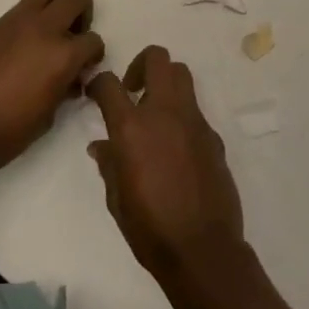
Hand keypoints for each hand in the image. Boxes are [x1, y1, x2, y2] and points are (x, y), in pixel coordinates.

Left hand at [0, 0, 103, 175]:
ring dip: (56, 1)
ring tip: (49, 29)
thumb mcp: (46, 118)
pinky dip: (28, 19)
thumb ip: (63, 88)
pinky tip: (18, 47)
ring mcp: (16, 21)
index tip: (82, 70)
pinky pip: (20, 7)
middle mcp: (44, 29)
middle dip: (82, 13)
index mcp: (63, 56)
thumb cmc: (4, 133)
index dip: (92, 56)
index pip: (94, 40)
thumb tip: (69, 79)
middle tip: (71, 36)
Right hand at [88, 45, 245, 282]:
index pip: (109, 83)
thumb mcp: (116, 198)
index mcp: (132, 128)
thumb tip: (102, 146)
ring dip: (165, 83)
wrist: (203, 250)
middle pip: (157, 59)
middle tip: (132, 90)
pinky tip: (176, 148)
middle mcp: (164, 113)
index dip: (98, 83)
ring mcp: (194, 122)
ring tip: (154, 113)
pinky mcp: (213, 137)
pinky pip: (195, 111)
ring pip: (182, 75)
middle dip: (140, 65)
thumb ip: (109, 164)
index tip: (95, 94)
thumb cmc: (149, 228)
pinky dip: (182, 117)